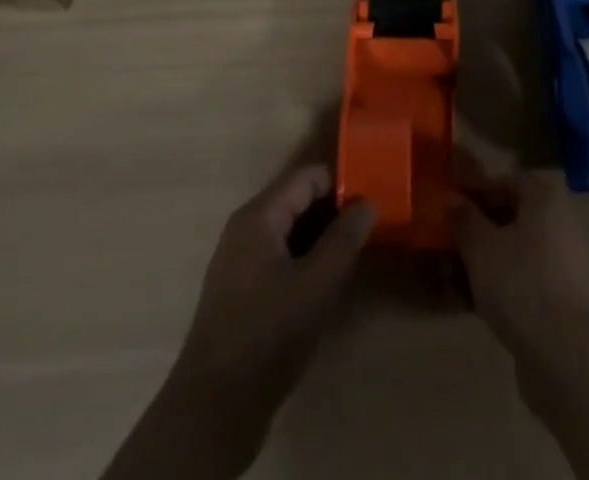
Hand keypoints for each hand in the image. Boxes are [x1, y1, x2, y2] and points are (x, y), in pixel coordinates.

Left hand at [168, 165, 374, 440]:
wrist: (214, 410)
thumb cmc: (268, 336)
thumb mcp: (317, 285)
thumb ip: (344, 239)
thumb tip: (368, 202)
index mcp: (259, 216)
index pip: (308, 176)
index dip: (343, 183)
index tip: (374, 201)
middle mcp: (245, 228)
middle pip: (298, 199)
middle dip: (334, 211)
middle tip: (370, 228)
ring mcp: (240, 260)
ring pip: (290, 230)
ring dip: (321, 237)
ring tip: (355, 253)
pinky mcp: (242, 290)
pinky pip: (280, 255)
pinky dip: (305, 259)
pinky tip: (326, 281)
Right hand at [450, 169, 588, 351]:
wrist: (567, 354)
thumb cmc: (520, 282)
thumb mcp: (481, 247)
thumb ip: (465, 219)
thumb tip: (452, 198)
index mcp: (545, 196)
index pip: (505, 181)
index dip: (475, 191)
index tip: (450, 207)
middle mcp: (562, 221)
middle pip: (514, 215)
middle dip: (482, 227)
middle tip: (451, 242)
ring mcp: (567, 261)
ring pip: (519, 249)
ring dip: (491, 258)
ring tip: (458, 275)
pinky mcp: (566, 298)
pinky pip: (528, 278)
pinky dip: (504, 283)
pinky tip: (478, 301)